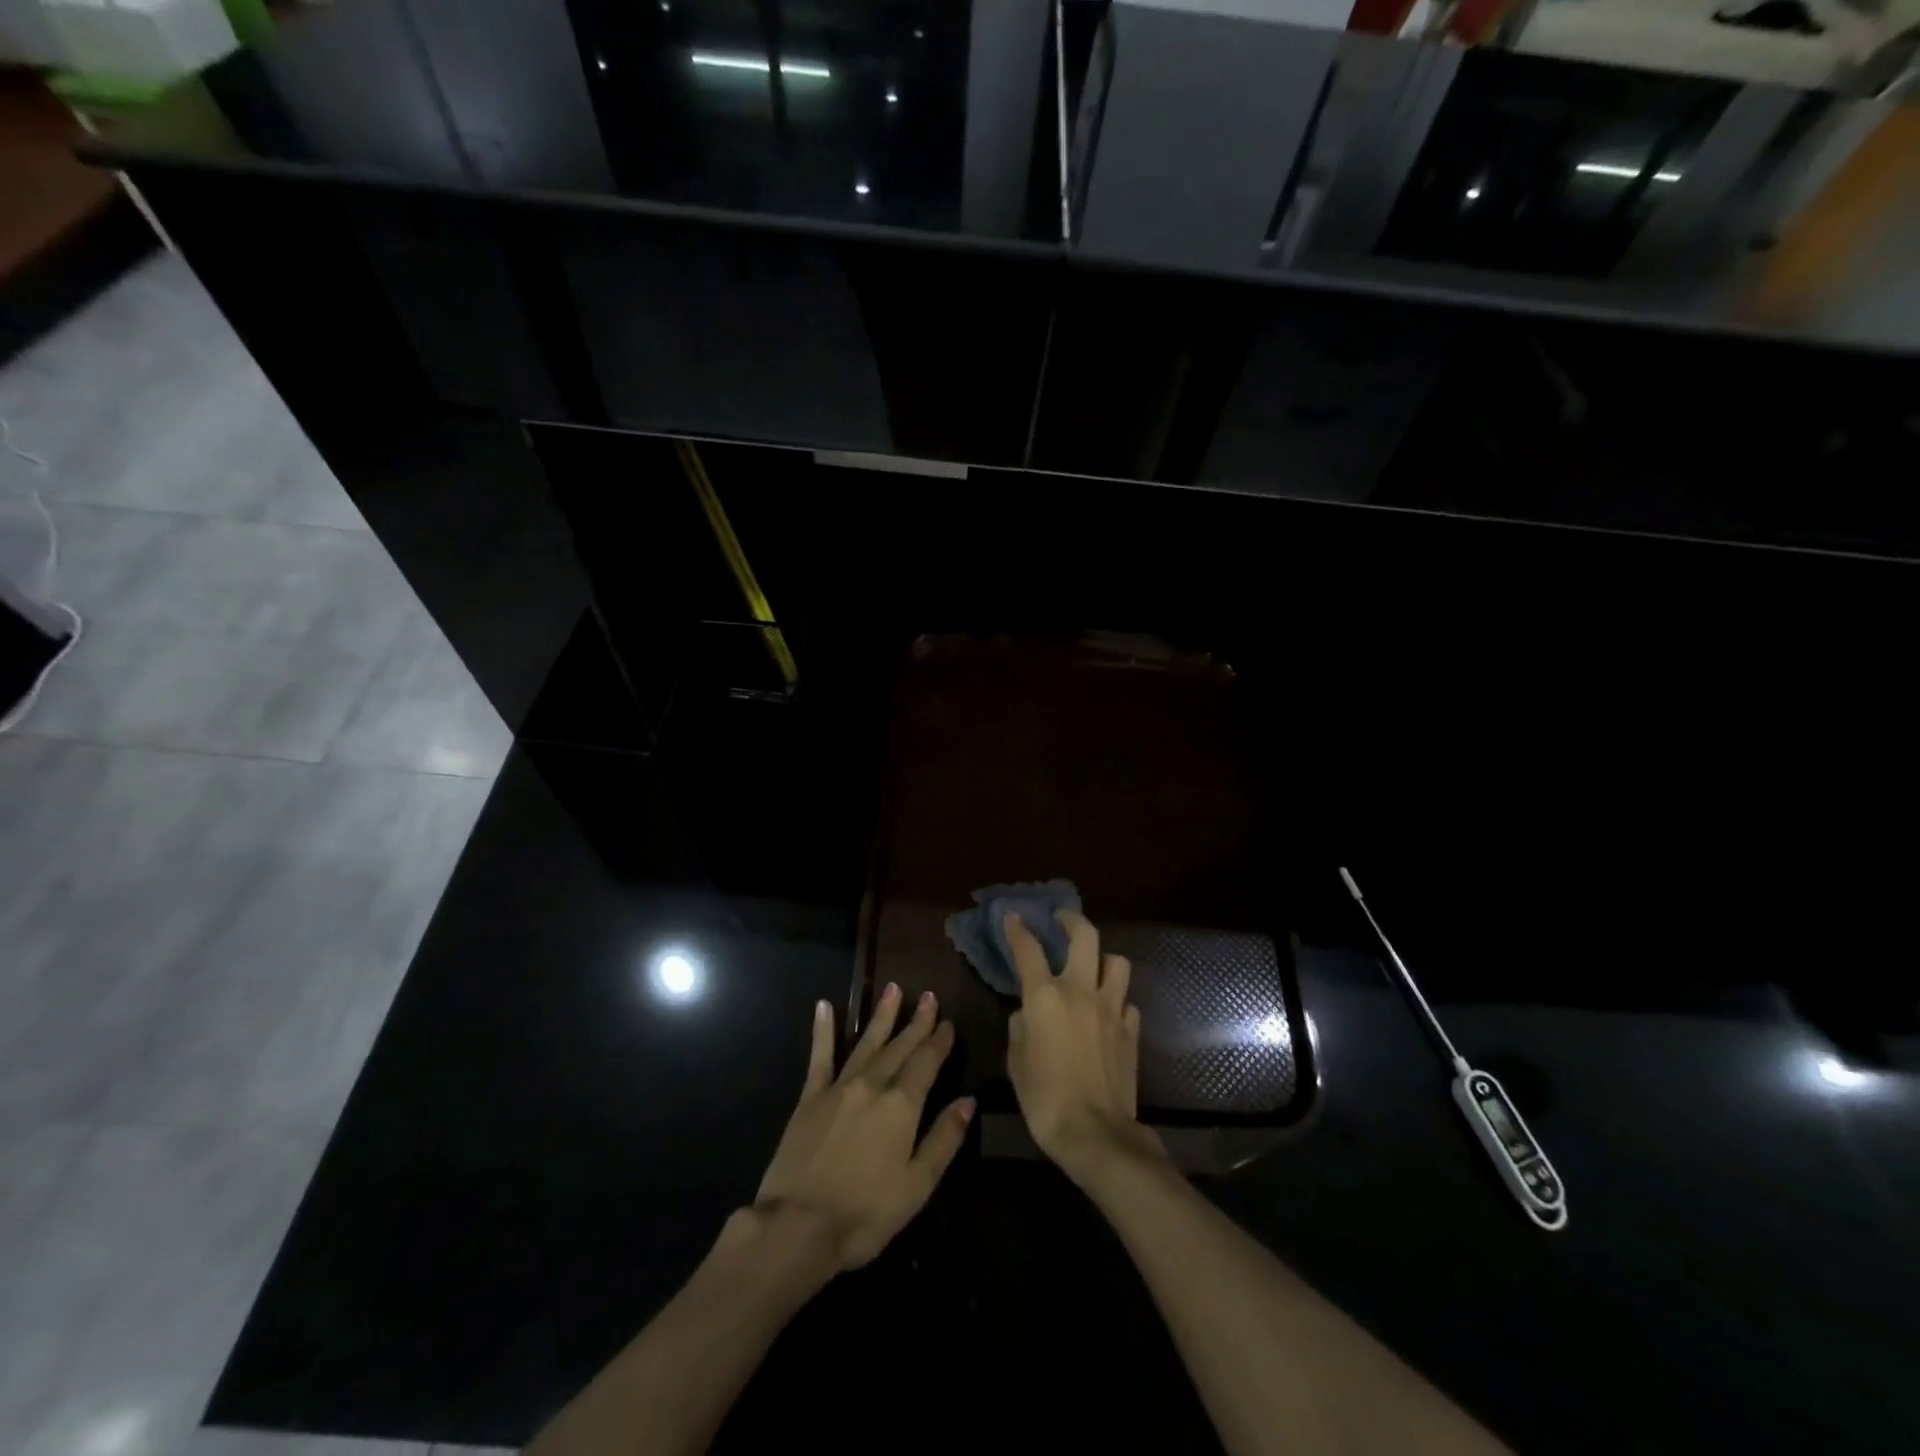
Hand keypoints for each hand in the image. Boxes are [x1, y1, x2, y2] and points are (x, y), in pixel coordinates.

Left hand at [754, 986, 973, 1271]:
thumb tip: (968, 1101)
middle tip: (928, 995)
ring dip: (881, 1016)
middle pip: (900, 1047)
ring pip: (866, 1043)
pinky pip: (820, 1057)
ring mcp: (839, 1088)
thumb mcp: (917, 1185)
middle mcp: (872, 1085)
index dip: (939, 1041)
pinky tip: (824, 1006)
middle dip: (916, 1022)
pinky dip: (823, 1031)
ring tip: (892, 989)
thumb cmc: (865, 1213)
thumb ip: (944, 1139)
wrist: (797, 1227)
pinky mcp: (810, 1098)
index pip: (926, 1063)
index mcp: (901, 1105)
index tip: (948, 1022)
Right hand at [1005, 911, 1164, 1186]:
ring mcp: (1111, 1009)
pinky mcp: (1131, 1030)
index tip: (1013, 917)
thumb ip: (1020, 1029)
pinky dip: (1117, 1000)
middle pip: (1084, 936)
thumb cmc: (1044, 1099)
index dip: (1018, 929)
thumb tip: (1027, 1016)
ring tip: (1094, 965)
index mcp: (1045, 997)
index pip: (1028, 949)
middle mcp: (1080, 991)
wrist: (1095, 1133)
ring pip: (1117, 963)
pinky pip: (1127, 1002)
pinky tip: (1108, 1012)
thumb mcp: (1016, 1062)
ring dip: (1104, 959)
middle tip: (1062, 918)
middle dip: (1072, 920)